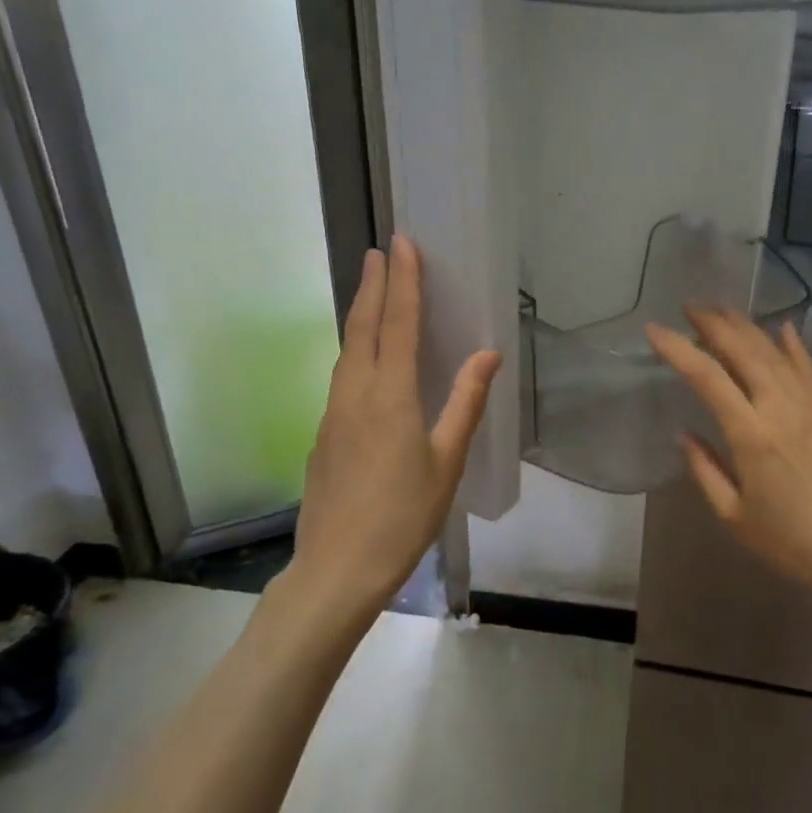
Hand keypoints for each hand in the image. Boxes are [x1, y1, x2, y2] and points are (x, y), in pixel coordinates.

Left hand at [288, 235, 500, 621]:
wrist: (337, 568)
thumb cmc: (403, 515)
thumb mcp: (446, 461)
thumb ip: (465, 403)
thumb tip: (488, 353)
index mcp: (390, 395)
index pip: (397, 324)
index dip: (403, 282)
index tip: (402, 245)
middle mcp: (355, 393)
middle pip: (362, 327)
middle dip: (373, 285)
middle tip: (380, 251)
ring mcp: (333, 413)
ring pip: (347, 350)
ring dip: (360, 314)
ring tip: (372, 290)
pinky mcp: (324, 434)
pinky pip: (342, 376)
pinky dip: (356, 349)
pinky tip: (364, 359)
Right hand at [646, 307, 811, 622]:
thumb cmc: (791, 542)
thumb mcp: (734, 515)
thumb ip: (705, 469)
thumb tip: (685, 433)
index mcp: (751, 434)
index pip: (706, 376)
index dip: (677, 348)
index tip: (654, 329)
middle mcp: (780, 407)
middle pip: (742, 350)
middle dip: (713, 323)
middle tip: (690, 306)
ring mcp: (811, 405)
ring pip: (774, 351)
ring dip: (746, 326)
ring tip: (722, 309)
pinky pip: (809, 368)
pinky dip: (793, 345)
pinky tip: (782, 328)